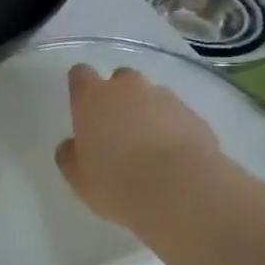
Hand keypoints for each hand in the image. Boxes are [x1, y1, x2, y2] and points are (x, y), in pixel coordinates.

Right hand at [56, 64, 220, 230]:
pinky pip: (176, 116)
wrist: (181, 190)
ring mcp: (165, 98)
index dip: (81, 88)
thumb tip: (72, 146)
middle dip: (119, 98)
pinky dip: (173, 129)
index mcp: (93, 97)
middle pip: (120, 79)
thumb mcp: (79, 178)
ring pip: (151, 96)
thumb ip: (70, 156)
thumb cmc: (117, 182)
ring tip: (150, 148)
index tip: (83, 109)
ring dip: (148, 113)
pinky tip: (173, 157)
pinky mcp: (194, 115)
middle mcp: (128, 88)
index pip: (80, 74)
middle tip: (118, 131)